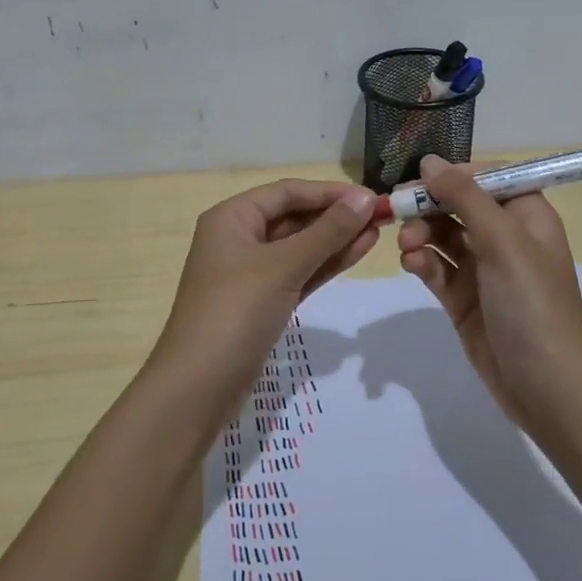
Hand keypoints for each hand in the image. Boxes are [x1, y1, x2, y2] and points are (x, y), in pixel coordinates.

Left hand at [153, 179, 379, 398]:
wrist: (198, 388)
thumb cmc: (235, 312)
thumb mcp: (282, 266)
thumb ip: (327, 232)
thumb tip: (366, 199)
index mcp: (232, 217)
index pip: (287, 192)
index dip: (330, 192)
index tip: (372, 197)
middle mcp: (239, 238)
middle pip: (294, 216)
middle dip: (336, 215)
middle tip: (383, 216)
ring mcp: (251, 273)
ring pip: (301, 246)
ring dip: (337, 239)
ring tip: (379, 232)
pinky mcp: (264, 302)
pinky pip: (300, 272)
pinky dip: (327, 263)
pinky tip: (358, 252)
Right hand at [397, 155, 581, 426]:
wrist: (546, 386)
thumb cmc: (531, 303)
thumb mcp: (502, 241)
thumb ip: (465, 197)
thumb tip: (430, 161)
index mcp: (526, 216)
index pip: (487, 178)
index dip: (455, 175)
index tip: (422, 180)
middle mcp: (505, 237)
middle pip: (458, 205)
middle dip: (429, 206)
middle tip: (399, 210)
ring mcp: (483, 270)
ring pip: (442, 236)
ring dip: (421, 234)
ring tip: (408, 247)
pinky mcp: (464, 299)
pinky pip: (437, 268)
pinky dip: (422, 262)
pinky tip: (412, 266)